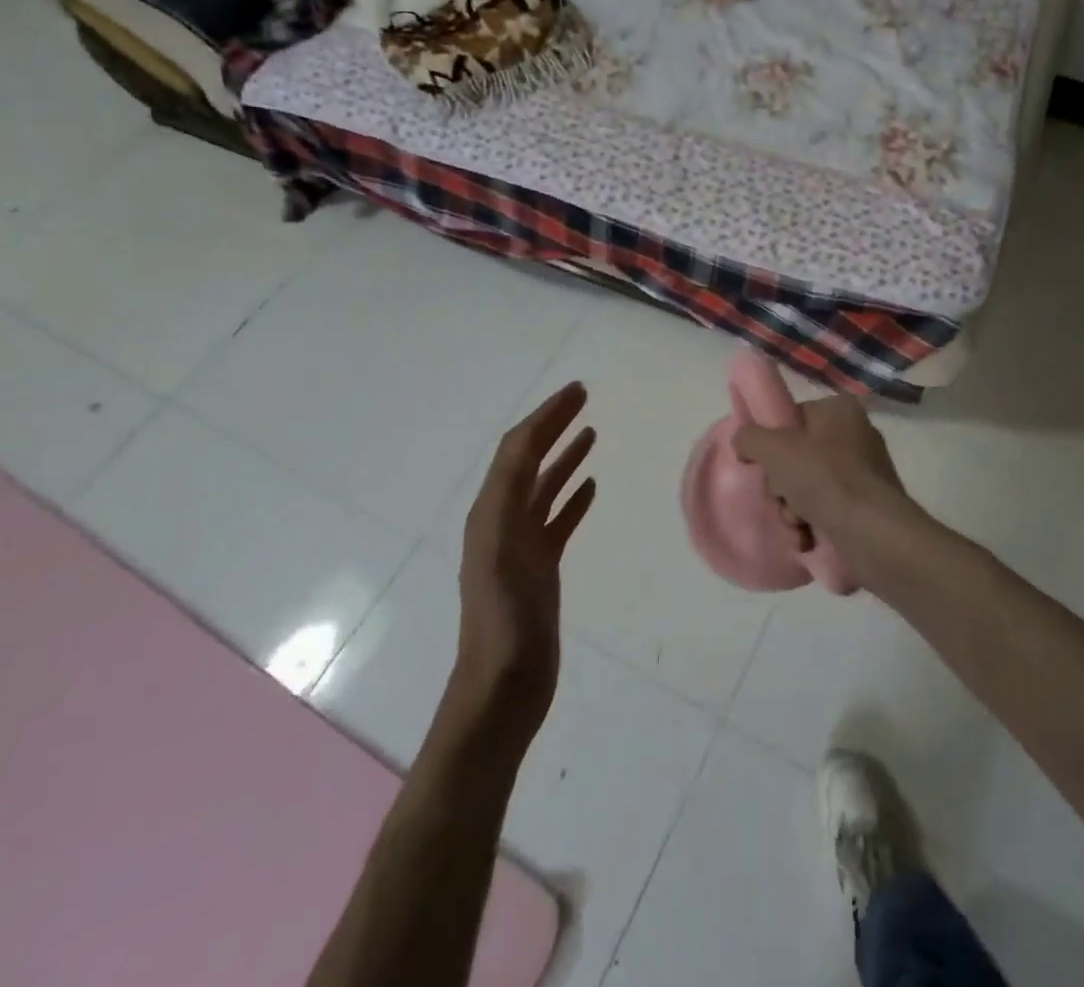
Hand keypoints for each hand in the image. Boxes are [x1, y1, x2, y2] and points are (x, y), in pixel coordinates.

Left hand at [453, 382, 596, 739]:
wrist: (502, 693)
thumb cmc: (504, 629)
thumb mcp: (501, 562)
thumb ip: (508, 506)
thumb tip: (521, 451)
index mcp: (491, 515)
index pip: (517, 451)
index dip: (544, 417)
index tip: (576, 391)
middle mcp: (502, 522)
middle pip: (528, 460)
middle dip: (553, 426)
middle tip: (583, 398)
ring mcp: (522, 545)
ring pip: (544, 487)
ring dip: (564, 456)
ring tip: (592, 432)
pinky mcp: (540, 568)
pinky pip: (557, 519)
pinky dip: (572, 496)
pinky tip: (591, 486)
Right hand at [732, 396, 926, 584]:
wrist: (872, 533)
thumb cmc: (823, 478)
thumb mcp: (773, 448)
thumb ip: (749, 437)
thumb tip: (745, 443)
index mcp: (839, 409)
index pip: (792, 418)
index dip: (771, 443)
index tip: (765, 466)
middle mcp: (856, 434)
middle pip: (796, 456)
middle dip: (781, 486)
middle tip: (782, 498)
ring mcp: (865, 471)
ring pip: (807, 486)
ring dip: (791, 510)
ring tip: (797, 525)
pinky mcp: (868, 505)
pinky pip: (827, 508)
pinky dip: (811, 525)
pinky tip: (807, 539)